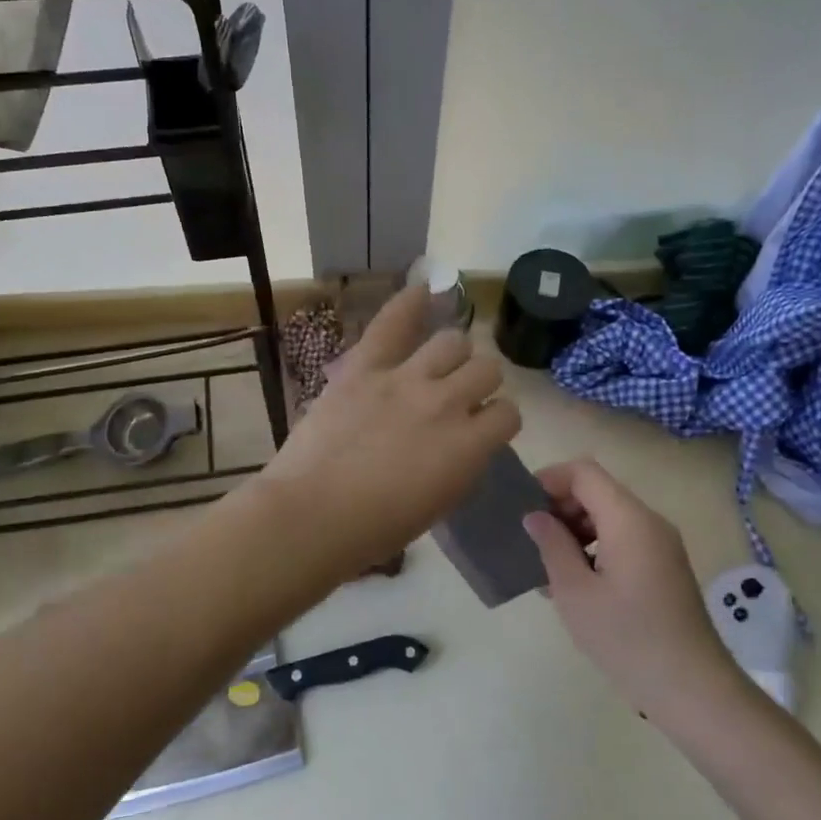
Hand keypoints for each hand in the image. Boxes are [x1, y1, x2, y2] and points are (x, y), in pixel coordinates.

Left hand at [260, 285, 521, 581]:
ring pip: (453, 341)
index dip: (497, 420)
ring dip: (453, 353)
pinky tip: (423, 291)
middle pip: (486, 368)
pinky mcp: (365, 368)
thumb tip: (466, 442)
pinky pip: (394, 323)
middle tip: (458, 396)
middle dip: (479, 382)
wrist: (312, 514)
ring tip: (437, 363)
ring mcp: (406, 379)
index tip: (481, 429)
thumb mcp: (438, 504)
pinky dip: (410, 303)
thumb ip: (462, 464)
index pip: (508, 414)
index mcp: (469, 448)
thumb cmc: (375, 528)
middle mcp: (447, 403)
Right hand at [523, 460, 744, 717]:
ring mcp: (661, 545)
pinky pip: (624, 539)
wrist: (692, 689)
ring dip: (575, 531)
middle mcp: (649, 522)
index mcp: (629, 519)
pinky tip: (575, 584)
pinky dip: (595, 548)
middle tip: (531, 541)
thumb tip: (536, 516)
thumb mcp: (575, 592)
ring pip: (609, 517)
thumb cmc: (626, 638)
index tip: (522, 506)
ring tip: (547, 567)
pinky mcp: (665, 567)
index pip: (584, 472)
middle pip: (598, 492)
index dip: (549, 479)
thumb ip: (552, 545)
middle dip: (560, 507)